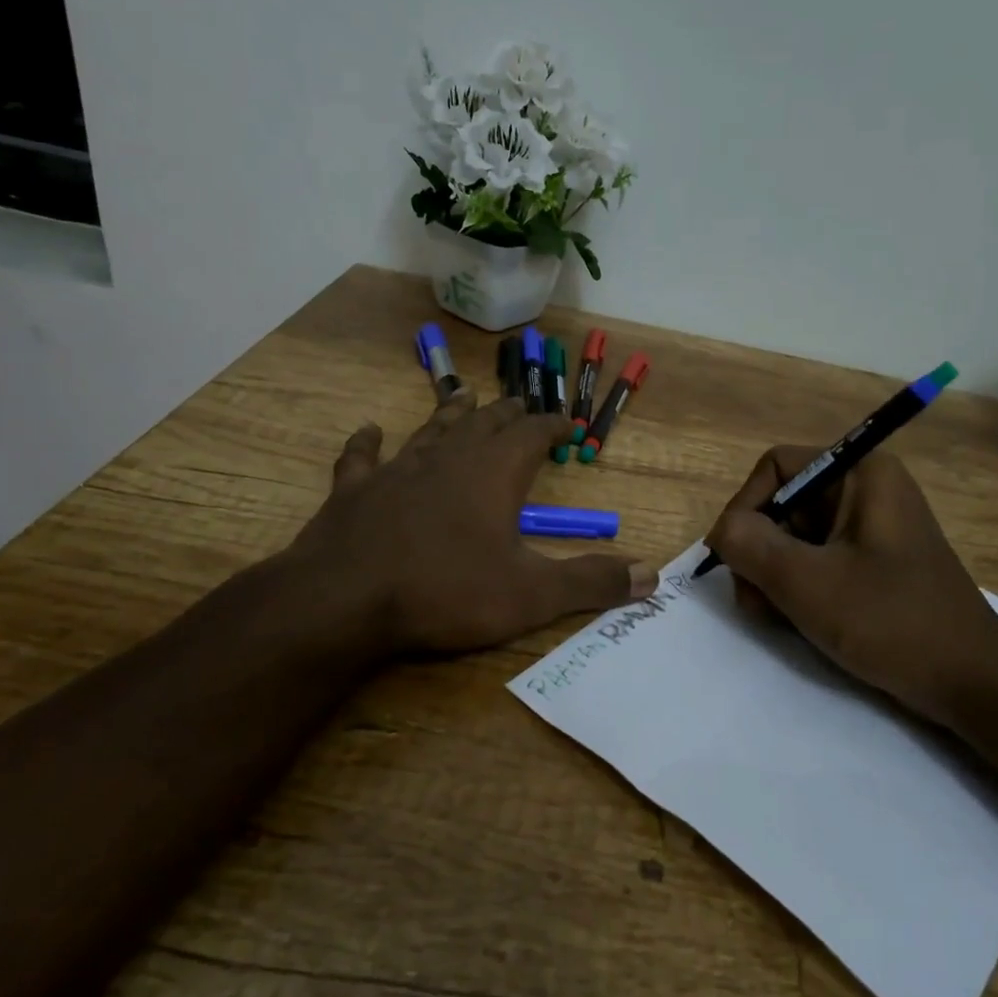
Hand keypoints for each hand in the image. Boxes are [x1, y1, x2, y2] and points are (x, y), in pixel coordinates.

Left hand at [276, 393, 655, 657]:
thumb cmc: (446, 591)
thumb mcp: (531, 594)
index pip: (532, 434)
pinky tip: (368, 431)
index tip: (568, 423)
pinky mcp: (353, 490)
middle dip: (508, 414)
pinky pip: (361, 457)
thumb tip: (651, 576)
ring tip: (464, 396)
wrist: (345, 599)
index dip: (552, 426)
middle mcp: (448, 458)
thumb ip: (591, 582)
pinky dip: (367, 443)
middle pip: (485, 423)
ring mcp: (396, 470)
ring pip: (430, 430)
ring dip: (451, 413)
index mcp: (493, 473)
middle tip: (521, 405)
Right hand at [704, 447, 997, 726]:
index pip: (776, 466)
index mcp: (861, 474)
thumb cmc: (892, 622)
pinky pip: (815, 562)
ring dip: (772, 577)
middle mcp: (865, 491)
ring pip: (792, 538)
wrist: (972, 683)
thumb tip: (721, 531)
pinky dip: (797, 589)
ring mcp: (868, 530)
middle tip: (756, 601)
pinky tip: (798, 622)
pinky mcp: (870, 564)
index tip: (734, 557)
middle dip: (759, 553)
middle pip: (781, 504)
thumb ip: (750, 546)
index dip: (746, 506)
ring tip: (778, 617)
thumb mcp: (808, 583)